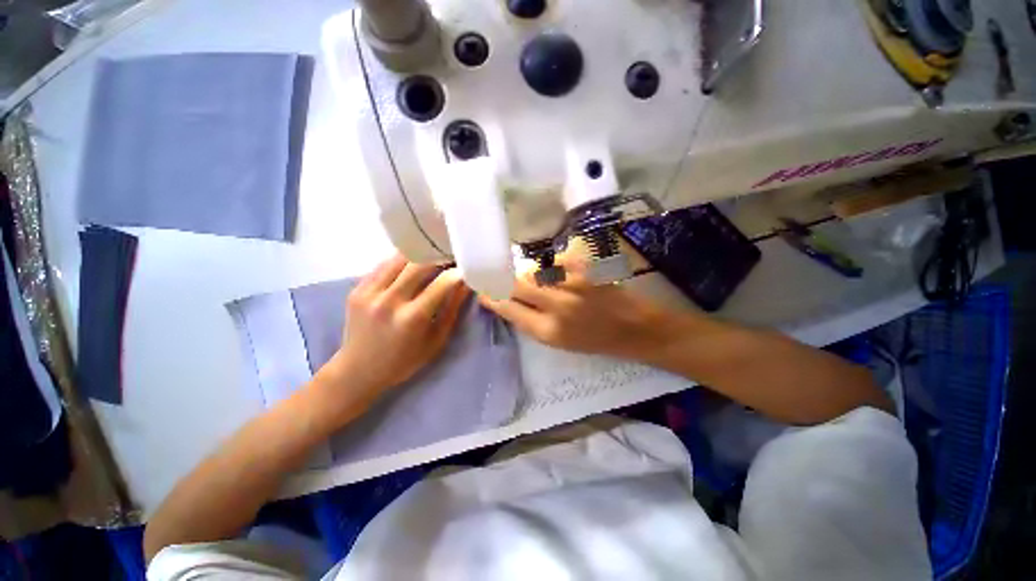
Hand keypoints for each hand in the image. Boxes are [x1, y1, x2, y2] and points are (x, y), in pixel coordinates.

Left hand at [319, 255, 469, 410]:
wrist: (358, 370)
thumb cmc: (404, 361)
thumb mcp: (436, 340)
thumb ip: (452, 310)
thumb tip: (466, 284)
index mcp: (412, 318)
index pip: (441, 284)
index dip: (457, 273)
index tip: (466, 268)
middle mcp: (389, 301)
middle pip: (420, 264)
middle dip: (440, 257)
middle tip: (450, 257)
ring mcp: (369, 293)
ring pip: (400, 258)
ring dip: (420, 254)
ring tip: (432, 256)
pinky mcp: (357, 289)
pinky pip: (383, 264)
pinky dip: (401, 261)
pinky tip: (410, 265)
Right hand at [479, 271, 678, 359]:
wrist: (635, 328)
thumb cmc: (595, 340)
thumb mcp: (558, 342)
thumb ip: (530, 321)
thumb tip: (506, 300)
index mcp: (548, 332)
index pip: (507, 308)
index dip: (492, 296)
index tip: (483, 289)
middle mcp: (557, 307)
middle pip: (516, 283)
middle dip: (506, 279)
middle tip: (505, 277)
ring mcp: (573, 284)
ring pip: (535, 269)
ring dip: (532, 273)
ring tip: (542, 280)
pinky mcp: (587, 268)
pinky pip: (557, 260)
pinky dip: (555, 265)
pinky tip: (564, 273)